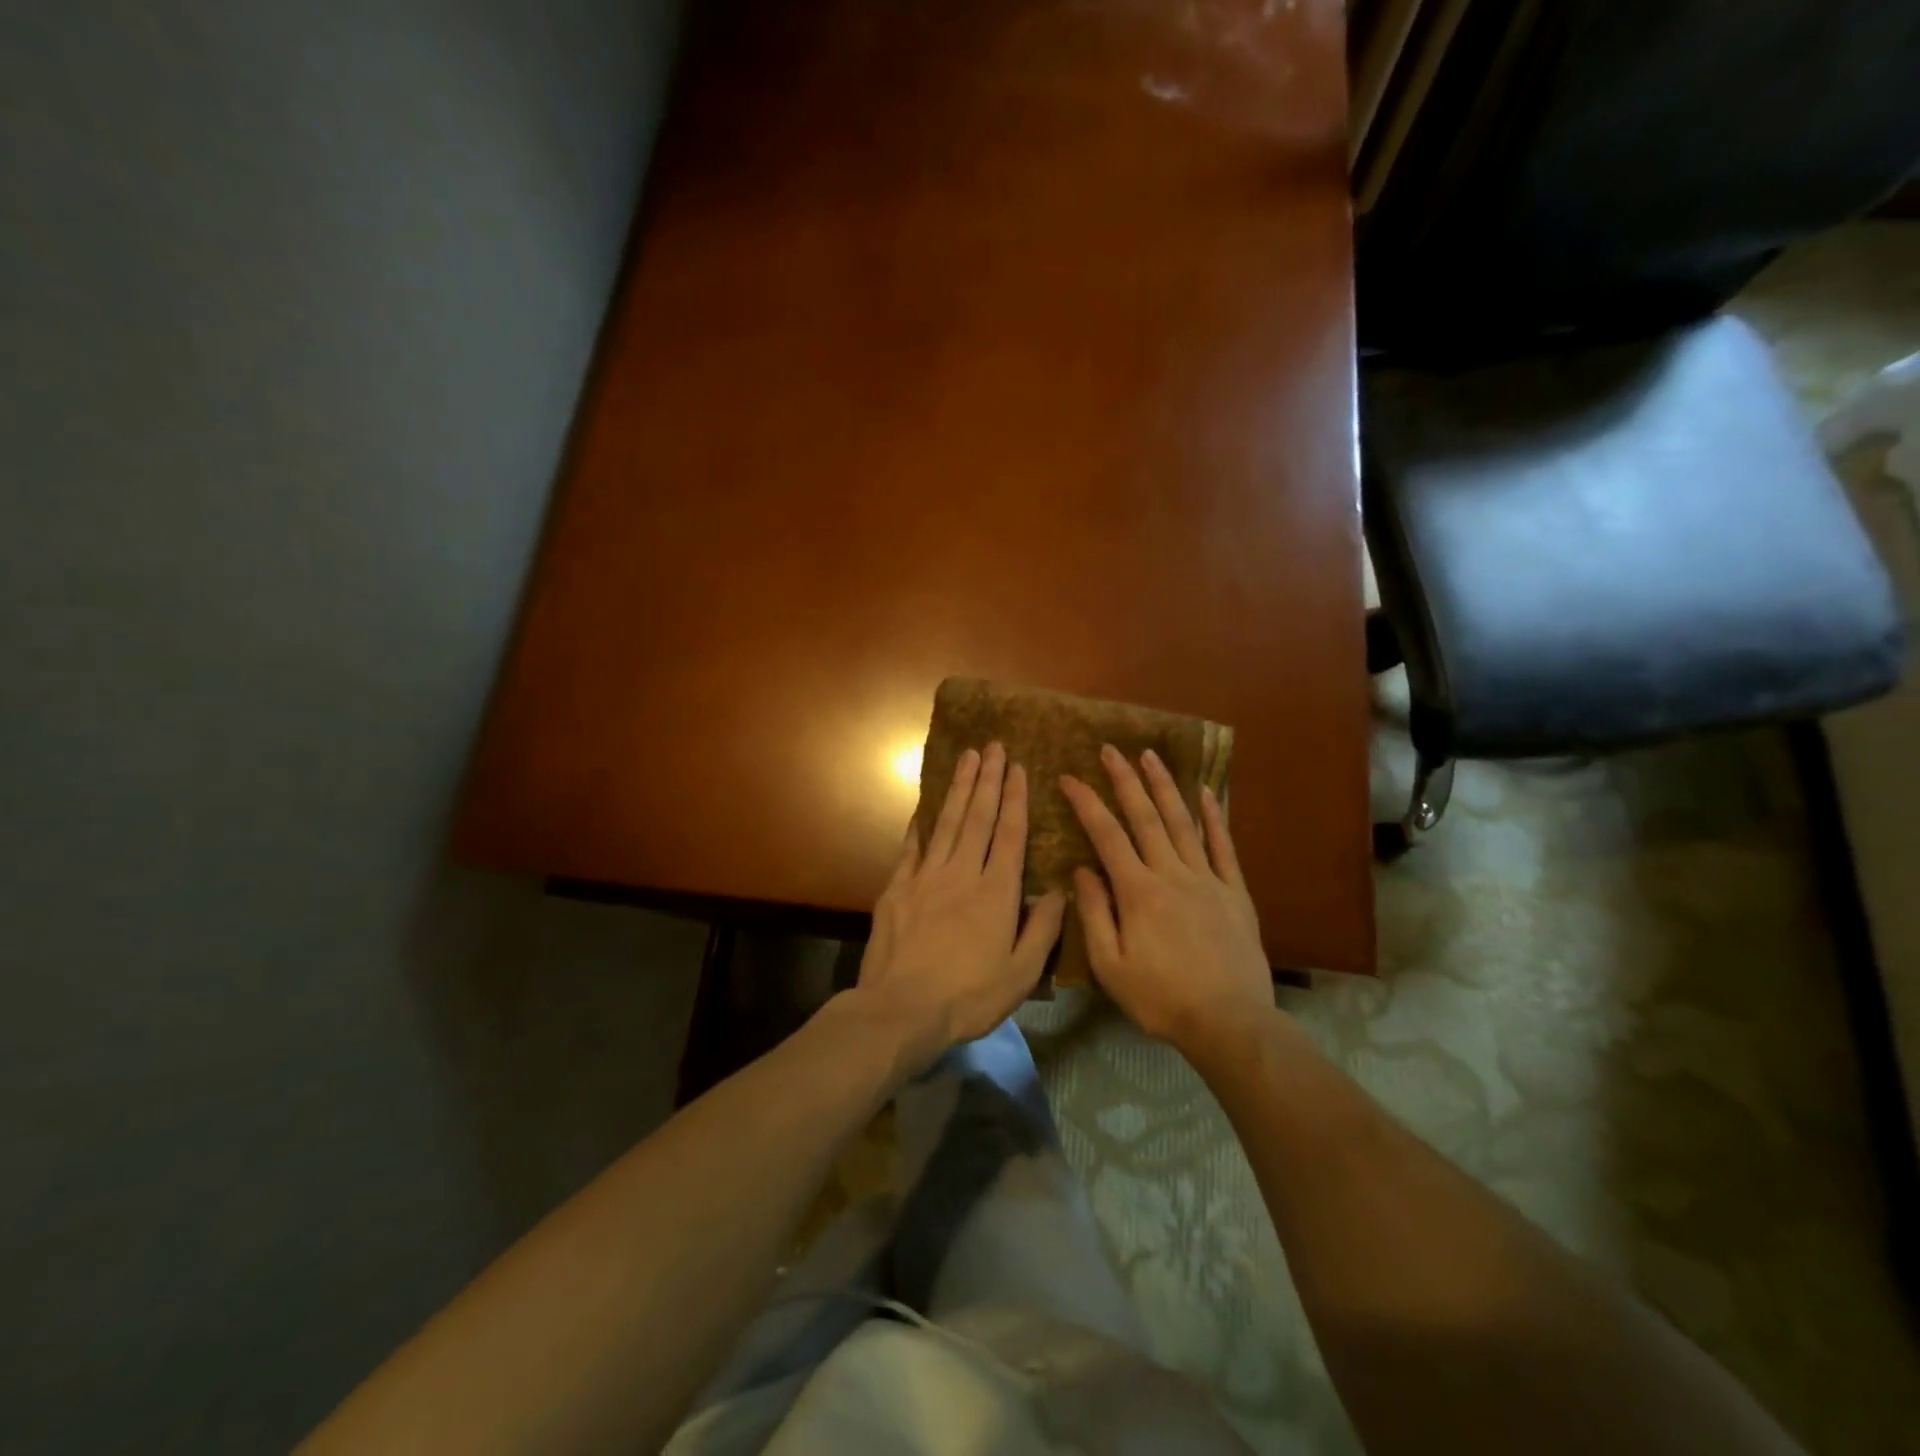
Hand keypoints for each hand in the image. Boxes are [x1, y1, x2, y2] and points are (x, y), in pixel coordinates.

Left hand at [856, 742, 1066, 1071]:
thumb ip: (1043, 928)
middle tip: (993, 746)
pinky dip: (921, 825)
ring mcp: (926, 877)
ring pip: (947, 823)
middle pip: (978, 818)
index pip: (1010, 834)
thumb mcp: (1021, 972)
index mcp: (996, 892)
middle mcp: (962, 873)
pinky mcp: (897, 889)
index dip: (1015, 799)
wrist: (901, 1009)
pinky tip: (925, 809)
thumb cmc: (969, 996)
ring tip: (967, 758)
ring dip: (959, 789)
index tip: (1018, 768)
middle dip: (988, 780)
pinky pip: (912, 848)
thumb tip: (1060, 889)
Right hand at [1059, 745, 1272, 1055]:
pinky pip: (1223, 846)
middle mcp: (1172, 873)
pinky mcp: (1234, 891)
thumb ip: (1093, 914)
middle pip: (1145, 817)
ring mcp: (1207, 879)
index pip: (1106, 835)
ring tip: (1150, 755)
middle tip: (1110, 750)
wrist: (1229, 1023)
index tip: (1068, 777)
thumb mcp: (1110, 966)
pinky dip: (1213, 817)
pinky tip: (1206, 792)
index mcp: (1138, 891)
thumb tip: (1081, 869)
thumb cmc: (1161, 998)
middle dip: (1125, 780)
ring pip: (1182, 822)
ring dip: (1164, 786)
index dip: (1086, 803)